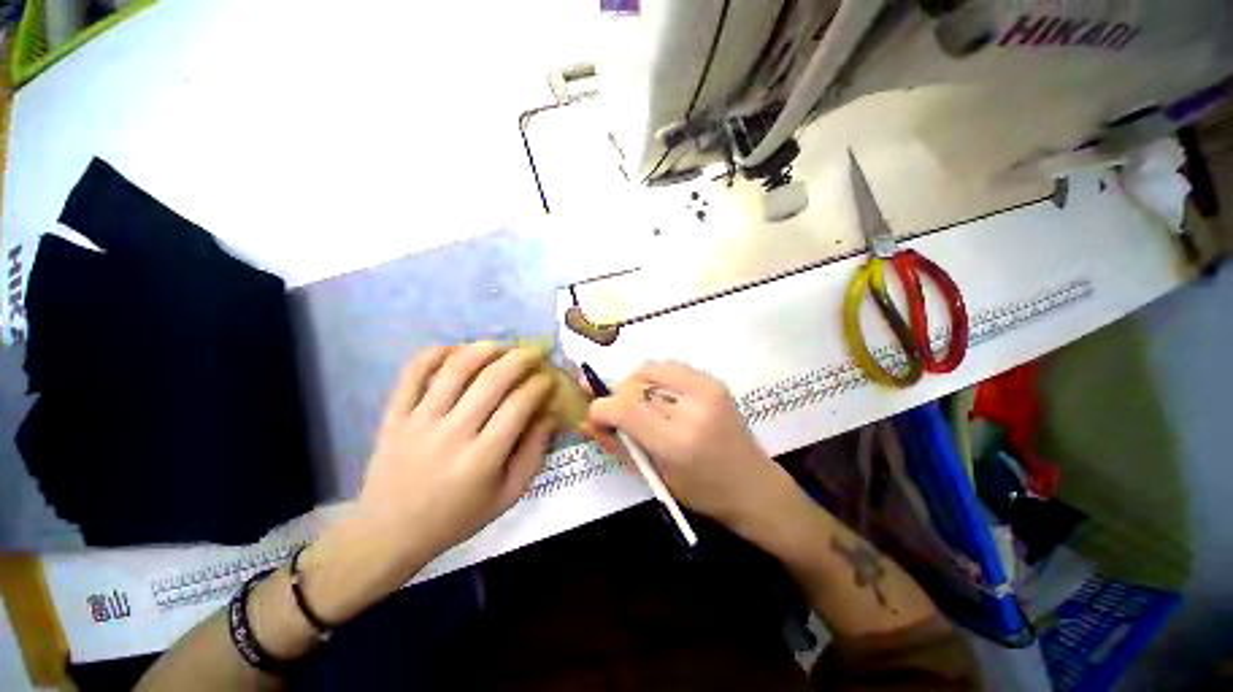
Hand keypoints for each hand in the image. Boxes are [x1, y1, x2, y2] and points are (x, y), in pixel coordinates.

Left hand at [293, 343, 560, 626]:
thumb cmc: (456, 517)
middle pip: (492, 380)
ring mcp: (419, 421)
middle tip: (534, 352)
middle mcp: (452, 434)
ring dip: (483, 349)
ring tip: (500, 345)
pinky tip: (454, 350)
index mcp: (482, 458)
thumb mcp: (507, 496)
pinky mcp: (394, 416)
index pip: (519, 406)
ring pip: (455, 369)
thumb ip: (534, 454)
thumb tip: (550, 414)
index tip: (549, 378)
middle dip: (520, 359)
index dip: (539, 385)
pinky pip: (412, 373)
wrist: (389, 533)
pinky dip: (434, 354)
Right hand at [584, 361, 788, 531]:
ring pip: (651, 368)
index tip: (594, 416)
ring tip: (639, 405)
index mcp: (678, 441)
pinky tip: (659, 398)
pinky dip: (655, 378)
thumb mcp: (655, 476)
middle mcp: (693, 407)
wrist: (754, 486)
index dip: (601, 408)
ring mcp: (707, 388)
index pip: (626, 409)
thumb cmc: (703, 493)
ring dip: (636, 384)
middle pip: (636, 383)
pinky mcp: (714, 381)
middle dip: (617, 396)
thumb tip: (587, 421)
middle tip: (616, 414)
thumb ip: (618, 445)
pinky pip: (670, 367)